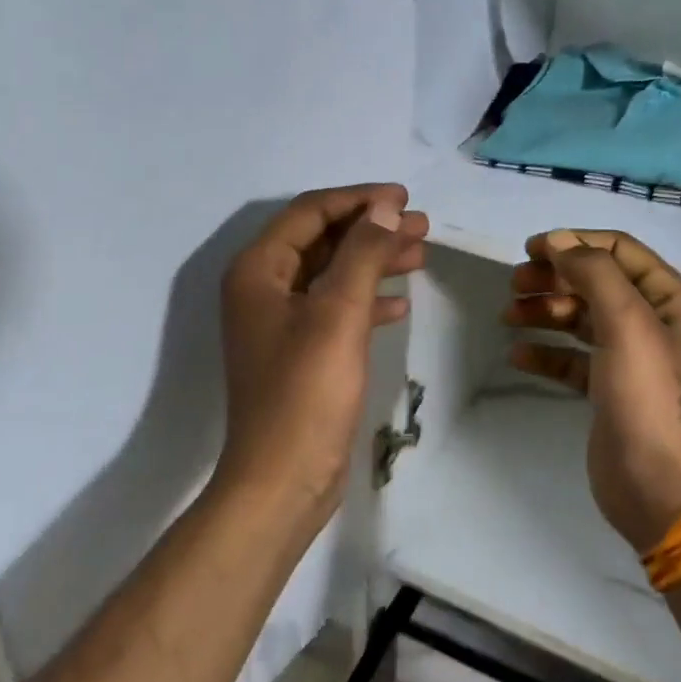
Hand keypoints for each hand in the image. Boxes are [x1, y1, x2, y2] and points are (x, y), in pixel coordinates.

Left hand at [218, 184, 428, 528]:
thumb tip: (385, 209)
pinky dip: (366, 301)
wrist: (282, 481)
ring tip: (421, 254)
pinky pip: (335, 309)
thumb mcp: (338, 313)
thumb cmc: (306, 392)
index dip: (358, 200)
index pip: (310, 213)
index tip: (404, 199)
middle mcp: (262, 288)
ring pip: (332, 274)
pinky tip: (399, 305)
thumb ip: (362, 253)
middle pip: (323, 240)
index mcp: (258, 270)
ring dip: (374, 261)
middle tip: (422, 226)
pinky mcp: (299, 352)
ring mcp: (280, 322)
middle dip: (372, 229)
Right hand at [505, 230, 680, 551]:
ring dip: (545, 311)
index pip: (619, 250)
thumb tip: (559, 241)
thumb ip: (594, 273)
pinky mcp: (608, 390)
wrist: (661, 488)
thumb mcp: (627, 324)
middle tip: (514, 284)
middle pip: (596, 282)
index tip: (531, 249)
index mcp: (671, 299)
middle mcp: (654, 322)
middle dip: (555, 278)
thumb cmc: (649, 398)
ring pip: (580, 318)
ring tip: (509, 316)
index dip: (575, 243)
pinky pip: (572, 358)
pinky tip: (518, 354)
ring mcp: (631, 357)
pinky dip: (546, 352)